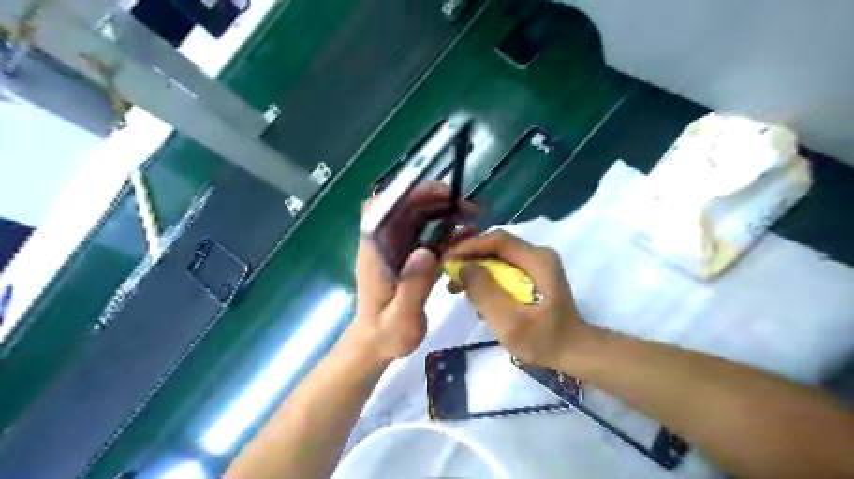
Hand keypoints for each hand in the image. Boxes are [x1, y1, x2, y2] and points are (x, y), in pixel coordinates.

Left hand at [351, 183, 476, 361]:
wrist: (377, 344)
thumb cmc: (386, 334)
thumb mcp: (401, 318)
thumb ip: (413, 287)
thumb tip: (426, 251)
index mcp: (375, 252)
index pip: (378, 209)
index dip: (403, 194)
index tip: (434, 195)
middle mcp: (384, 244)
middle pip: (403, 207)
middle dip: (433, 199)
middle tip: (465, 207)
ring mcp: (396, 248)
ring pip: (416, 217)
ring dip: (442, 211)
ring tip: (470, 216)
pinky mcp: (407, 256)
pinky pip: (426, 233)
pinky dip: (446, 229)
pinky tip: (465, 234)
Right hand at [444, 232, 592, 369]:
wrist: (572, 351)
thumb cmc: (543, 340)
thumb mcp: (509, 321)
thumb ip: (484, 292)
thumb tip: (463, 266)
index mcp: (538, 260)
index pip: (498, 240)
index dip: (469, 246)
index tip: (446, 260)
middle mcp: (538, 255)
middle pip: (496, 246)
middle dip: (469, 258)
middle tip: (448, 275)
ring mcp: (536, 264)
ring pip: (498, 257)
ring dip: (475, 268)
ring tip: (457, 287)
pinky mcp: (533, 274)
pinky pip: (503, 268)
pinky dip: (486, 277)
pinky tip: (476, 294)